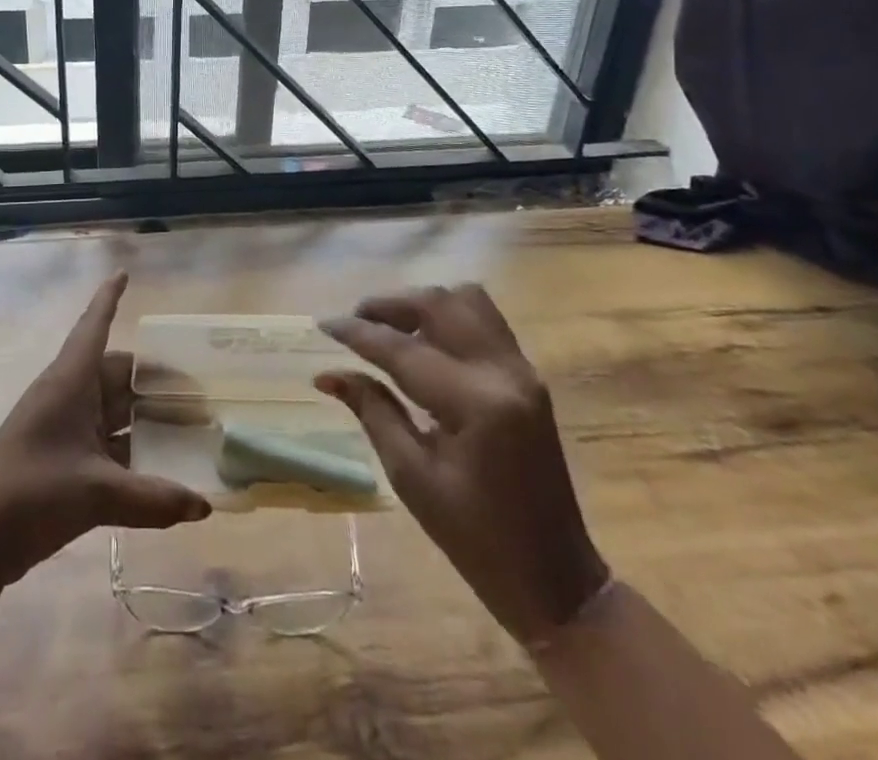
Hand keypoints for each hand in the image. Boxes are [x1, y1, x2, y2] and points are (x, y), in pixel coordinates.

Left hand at [0, 272, 210, 587]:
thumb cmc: (32, 493)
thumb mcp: (96, 492)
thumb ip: (152, 498)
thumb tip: (203, 505)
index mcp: (69, 382)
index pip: (93, 326)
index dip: (109, 299)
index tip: (124, 272)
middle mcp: (68, 395)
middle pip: (115, 373)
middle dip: (150, 377)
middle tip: (194, 385)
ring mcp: (63, 427)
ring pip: (112, 409)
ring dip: (143, 415)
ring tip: (186, 422)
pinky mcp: (62, 458)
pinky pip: (105, 440)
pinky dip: (131, 447)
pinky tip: (160, 464)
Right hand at [316, 284, 609, 647]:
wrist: (554, 577)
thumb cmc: (475, 538)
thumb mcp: (412, 477)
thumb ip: (372, 411)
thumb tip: (327, 374)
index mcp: (476, 405)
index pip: (403, 350)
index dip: (358, 333)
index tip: (323, 323)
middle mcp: (503, 372)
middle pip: (439, 304)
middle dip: (390, 305)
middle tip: (355, 320)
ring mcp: (522, 370)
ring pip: (466, 300)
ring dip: (422, 304)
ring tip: (389, 327)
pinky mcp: (527, 375)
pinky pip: (483, 320)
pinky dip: (447, 317)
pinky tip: (423, 342)